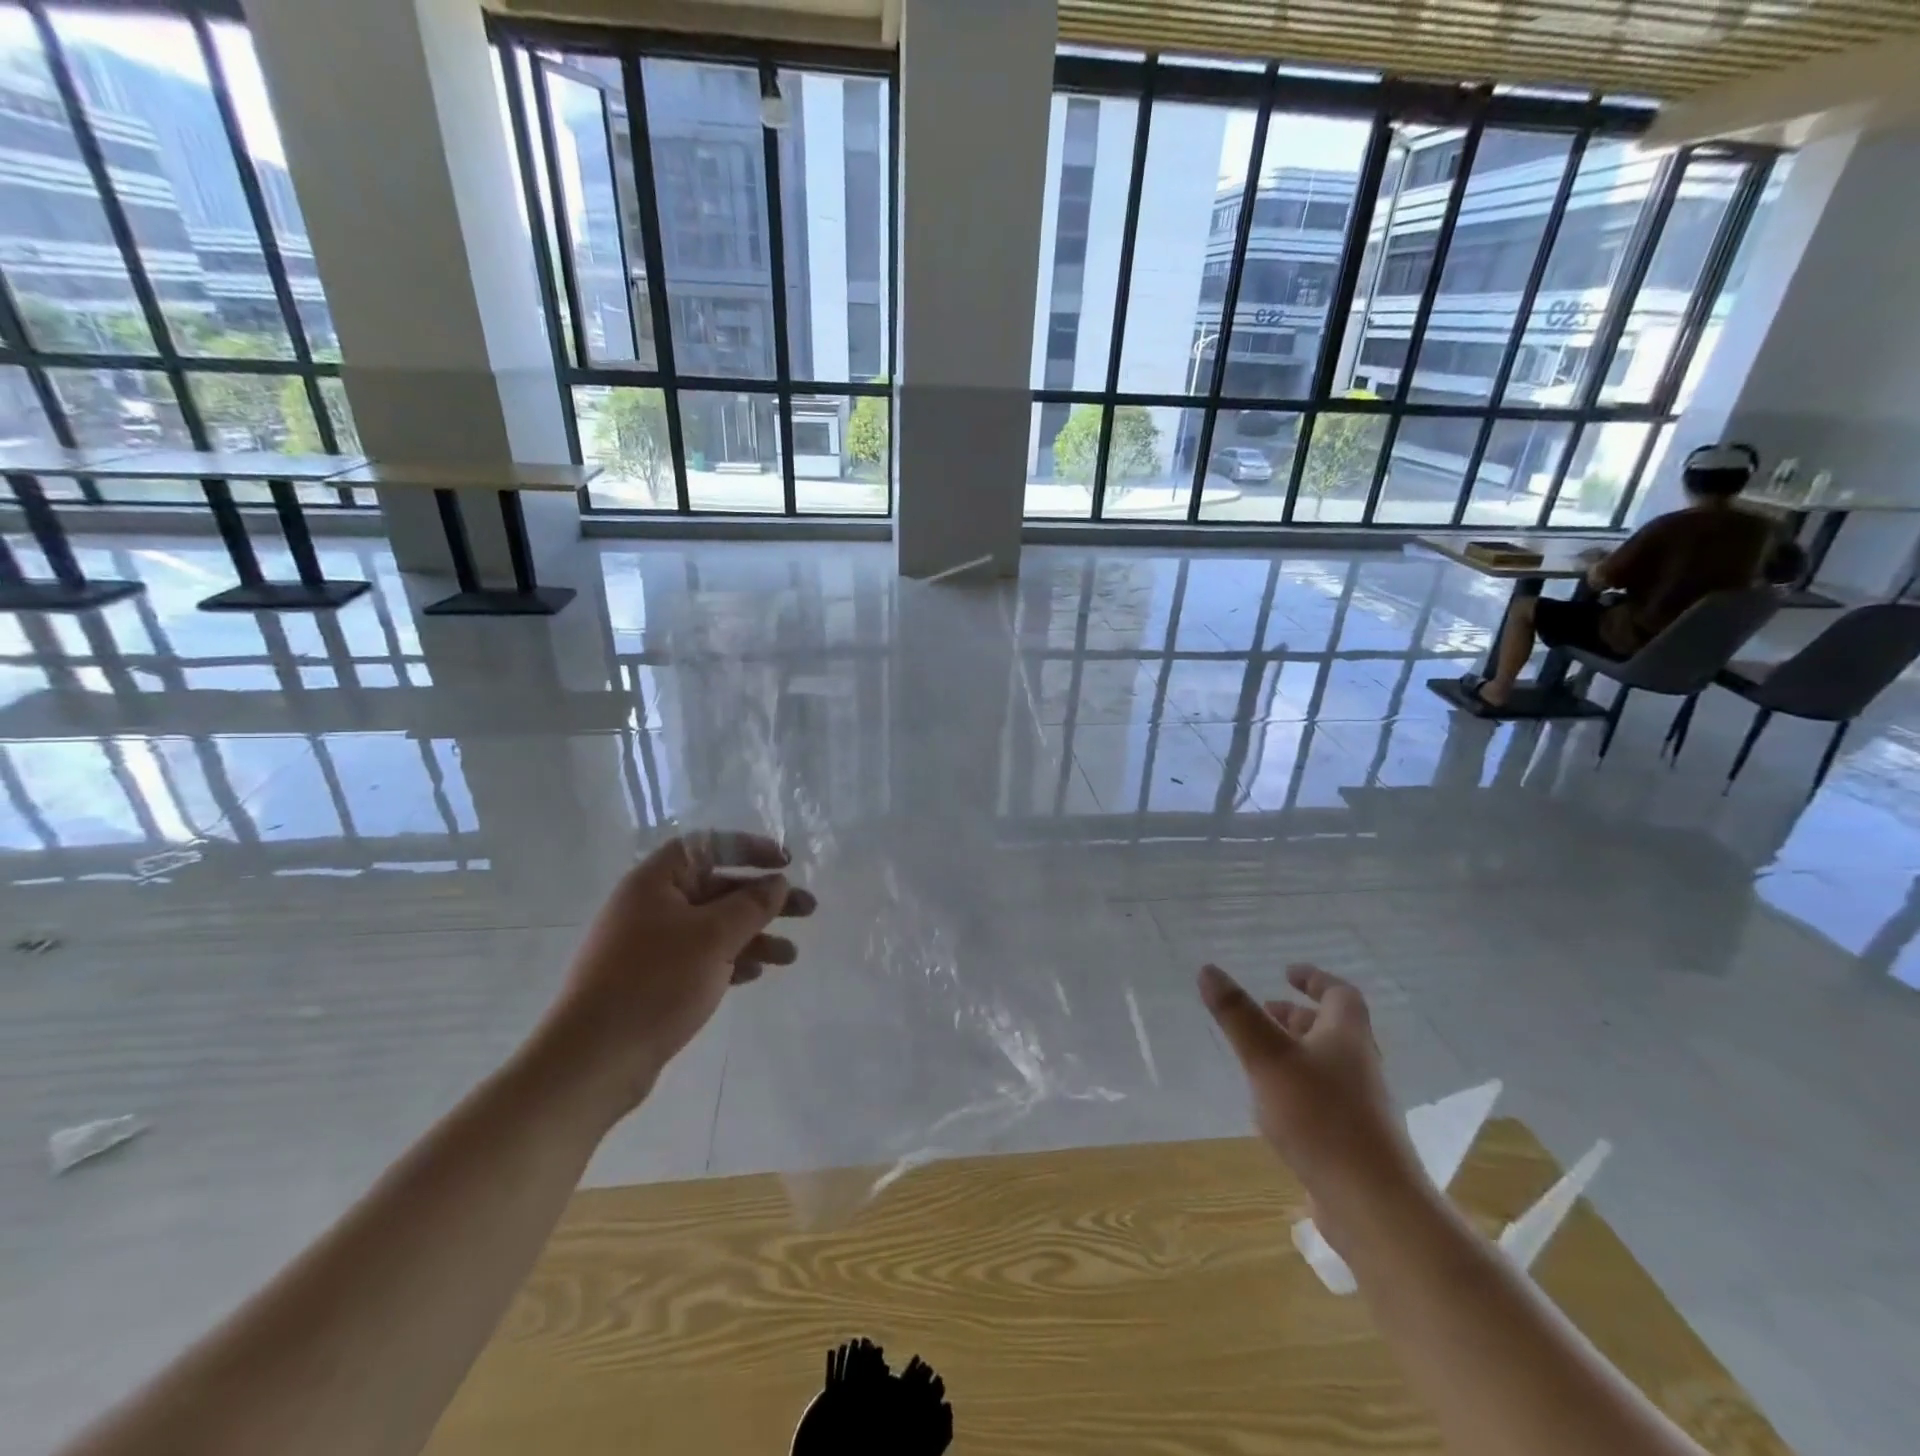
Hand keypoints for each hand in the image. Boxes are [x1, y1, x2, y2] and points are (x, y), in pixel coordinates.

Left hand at [538, 832, 815, 1117]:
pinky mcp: (653, 979)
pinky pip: (701, 957)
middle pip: (718, 888)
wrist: (593, 1060)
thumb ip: (751, 904)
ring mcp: (650, 944)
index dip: (750, 848)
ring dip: (754, 936)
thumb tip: (776, 882)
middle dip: (764, 899)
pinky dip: (730, 961)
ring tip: (790, 957)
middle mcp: (651, 905)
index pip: (709, 846)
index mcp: (656, 881)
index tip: (786, 863)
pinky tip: (755, 975)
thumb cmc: (654, 982)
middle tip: (808, 910)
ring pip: (714, 927)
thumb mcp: (712, 937)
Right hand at [1198, 963, 1429, 1246]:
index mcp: (1347, 1037)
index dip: (1314, 979)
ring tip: (1259, 1055)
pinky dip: (1298, 1087)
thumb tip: (1208, 969)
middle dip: (1298, 1016)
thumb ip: (1237, 1015)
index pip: (1339, 994)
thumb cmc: (1320, 1118)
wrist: (1373, 1205)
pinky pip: (1323, 1098)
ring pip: (1327, 1065)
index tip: (1287, 973)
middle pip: (1333, 1030)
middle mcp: (1359, 1066)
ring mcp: (1360, 1106)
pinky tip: (1272, 1106)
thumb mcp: (1268, 1058)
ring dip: (1296, 1051)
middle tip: (1265, 1011)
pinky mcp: (1353, 1140)